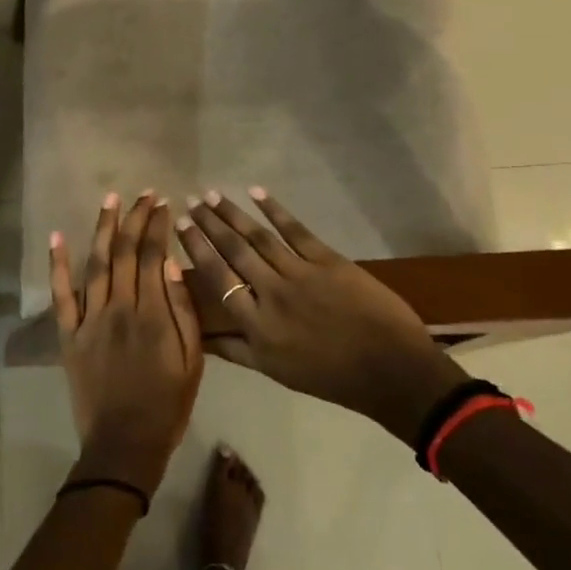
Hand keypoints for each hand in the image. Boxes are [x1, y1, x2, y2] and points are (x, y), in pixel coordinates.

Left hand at [50, 191, 204, 492]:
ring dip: (104, 228)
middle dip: (135, 218)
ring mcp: (90, 319)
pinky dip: (58, 264)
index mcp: (153, 314)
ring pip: (97, 263)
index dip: (158, 226)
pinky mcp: (69, 334)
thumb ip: (184, 312)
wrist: (124, 443)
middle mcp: (120, 307)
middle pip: (126, 252)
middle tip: (143, 194)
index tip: (163, 203)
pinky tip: (58, 237)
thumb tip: (174, 266)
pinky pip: (61, 294)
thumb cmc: (167, 404)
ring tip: (110, 199)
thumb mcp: (193, 361)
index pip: (154, 256)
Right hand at [176, 188, 469, 443]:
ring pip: (259, 237)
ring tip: (213, 195)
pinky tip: (257, 193)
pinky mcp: (328, 260)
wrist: (390, 370)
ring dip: (233, 213)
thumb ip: (235, 349)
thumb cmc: (330, 376)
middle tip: (192, 201)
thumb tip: (199, 336)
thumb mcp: (275, 370)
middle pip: (234, 251)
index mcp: (257, 324)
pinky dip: (275, 210)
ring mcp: (301, 274)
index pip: (219, 278)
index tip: (180, 227)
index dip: (197, 249)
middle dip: (210, 224)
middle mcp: (272, 293)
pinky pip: (295, 230)